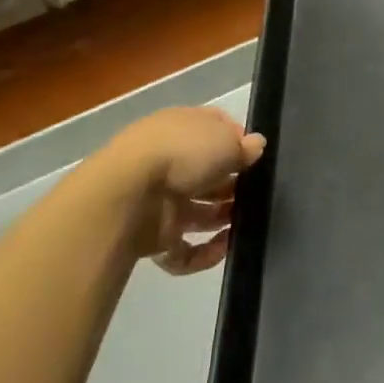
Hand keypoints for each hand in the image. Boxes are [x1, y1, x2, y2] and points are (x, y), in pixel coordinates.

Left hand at [111, 106, 265, 273]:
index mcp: (180, 128)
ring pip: (196, 212)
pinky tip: (223, 248)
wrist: (127, 195)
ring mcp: (157, 199)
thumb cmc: (182, 154)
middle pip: (206, 174)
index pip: (213, 130)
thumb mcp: (227, 140)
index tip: (256, 157)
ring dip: (221, 219)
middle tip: (255, 194)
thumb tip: (255, 146)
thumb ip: (245, 146)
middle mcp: (167, 161)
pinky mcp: (151, 236)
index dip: (236, 142)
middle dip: (232, 186)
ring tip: (245, 223)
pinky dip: (203, 253)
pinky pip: (183, 248)